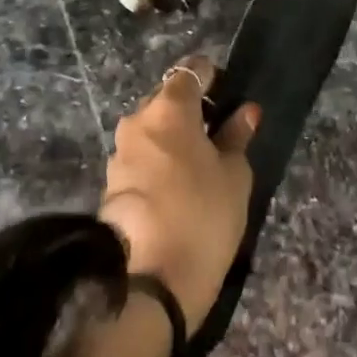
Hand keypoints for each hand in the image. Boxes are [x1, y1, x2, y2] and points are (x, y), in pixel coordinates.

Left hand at [99, 55, 257, 330]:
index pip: (192, 70)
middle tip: (217, 137)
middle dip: (190, 111)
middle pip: (167, 100)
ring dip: (172, 140)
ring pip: (152, 131)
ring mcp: (119, 153)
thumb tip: (245, 112)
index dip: (212, 78)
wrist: (149, 285)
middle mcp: (138, 120)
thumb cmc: (203, 216)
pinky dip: (158, 164)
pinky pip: (141, 159)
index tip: (229, 98)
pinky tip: (177, 191)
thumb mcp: (234, 176)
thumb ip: (237, 137)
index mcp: (169, 107)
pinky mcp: (110, 185)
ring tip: (198, 169)